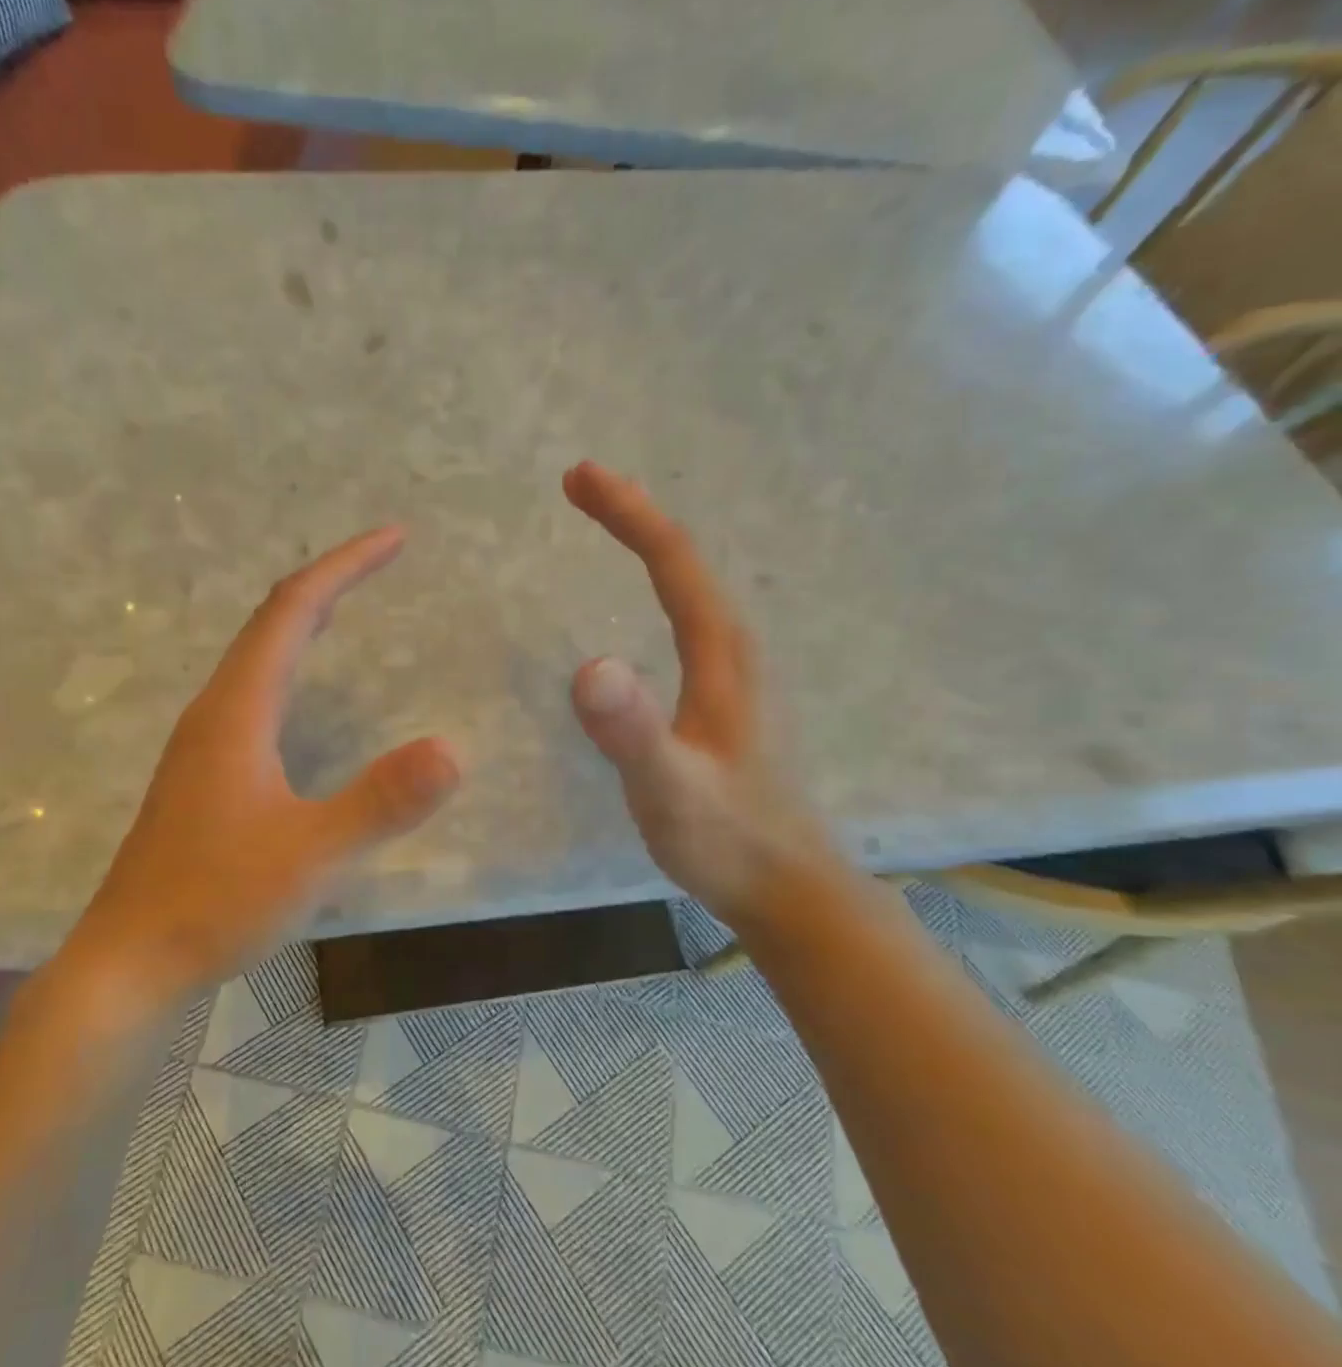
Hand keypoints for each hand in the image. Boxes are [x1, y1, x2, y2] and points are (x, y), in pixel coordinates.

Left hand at [66, 527, 459, 1004]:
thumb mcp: (311, 855)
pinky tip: (300, 696)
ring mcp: (201, 744)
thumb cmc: (216, 903)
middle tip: (382, 561)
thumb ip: (381, 802)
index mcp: (236, 712)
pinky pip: (251, 694)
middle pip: (270, 622)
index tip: (394, 538)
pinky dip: (288, 666)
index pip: (292, 611)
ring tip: (348, 608)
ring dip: (303, 622)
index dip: (344, 567)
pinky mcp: (201, 774)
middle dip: (330, 582)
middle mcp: (214, 712)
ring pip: (256, 658)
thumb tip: (454, 749)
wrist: (130, 960)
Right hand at [564, 461, 834, 925]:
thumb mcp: (671, 791)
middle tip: (580, 484)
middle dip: (633, 514)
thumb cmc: (727, 841)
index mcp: (724, 655)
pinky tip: (647, 599)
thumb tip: (588, 665)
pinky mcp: (728, 696)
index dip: (628, 513)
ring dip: (648, 544)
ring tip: (607, 520)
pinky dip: (661, 584)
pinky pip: (690, 616)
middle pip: (686, 559)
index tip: (578, 478)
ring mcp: (737, 673)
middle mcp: (737, 649)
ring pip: (692, 584)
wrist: (787, 888)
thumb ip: (633, 733)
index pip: (675, 561)